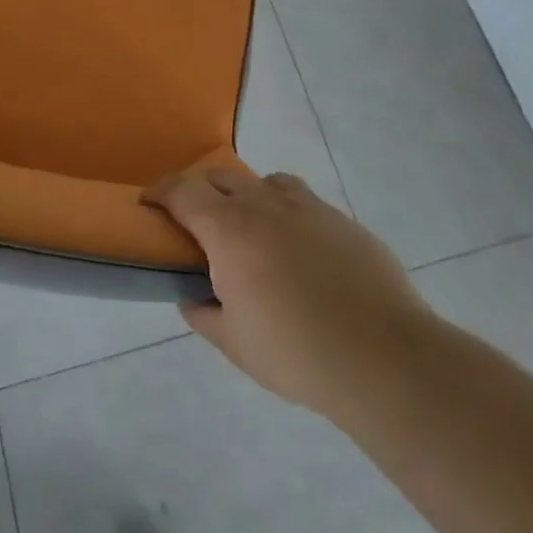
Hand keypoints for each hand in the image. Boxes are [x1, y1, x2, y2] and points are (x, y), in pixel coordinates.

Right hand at [145, 166, 428, 418]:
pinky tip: (299, 251)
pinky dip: (287, 213)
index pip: (182, 190)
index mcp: (229, 229)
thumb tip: (191, 297)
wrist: (383, 357)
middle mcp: (265, 205)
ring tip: (251, 230)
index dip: (160, 191)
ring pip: (265, 182)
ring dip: (247, 195)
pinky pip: (303, 202)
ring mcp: (308, 207)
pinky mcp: (343, 221)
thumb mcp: (234, 342)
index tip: (148, 202)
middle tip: (195, 220)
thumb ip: (203, 313)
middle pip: (220, 175)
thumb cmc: (296, 351)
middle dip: (199, 189)